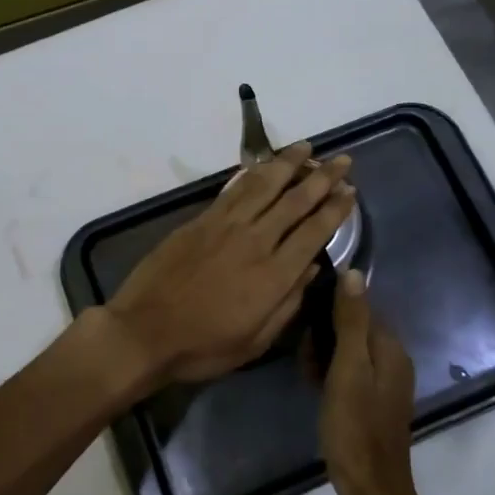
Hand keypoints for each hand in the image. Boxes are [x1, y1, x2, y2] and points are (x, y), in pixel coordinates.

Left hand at [105, 142, 355, 387]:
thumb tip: (313, 268)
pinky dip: (253, 173)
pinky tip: (265, 165)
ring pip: (264, 185)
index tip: (350, 191)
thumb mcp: (255, 341)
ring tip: (306, 147)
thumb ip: (288, 303)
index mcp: (274, 275)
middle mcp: (255, 241)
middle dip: (322, 178)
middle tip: (342, 160)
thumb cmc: (203, 346)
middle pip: (295, 201)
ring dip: (288, 164)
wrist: (144, 332)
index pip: (314, 232)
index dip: (335, 209)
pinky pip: (234, 189)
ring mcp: (225, 226)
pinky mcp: (201, 220)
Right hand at [320, 268, 426, 494]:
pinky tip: (315, 388)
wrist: (370, 489)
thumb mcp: (348, 369)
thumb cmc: (354, 427)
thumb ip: (351, 321)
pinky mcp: (374, 402)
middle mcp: (393, 360)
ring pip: (348, 351)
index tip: (304, 327)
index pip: (359, 307)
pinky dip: (331, 375)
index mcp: (391, 348)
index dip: (329, 312)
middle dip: (324, 337)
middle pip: (353, 329)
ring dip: (324, 356)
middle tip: (304, 360)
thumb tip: (354, 272)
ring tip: (307, 375)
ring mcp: (385, 382)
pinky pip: (350, 373)